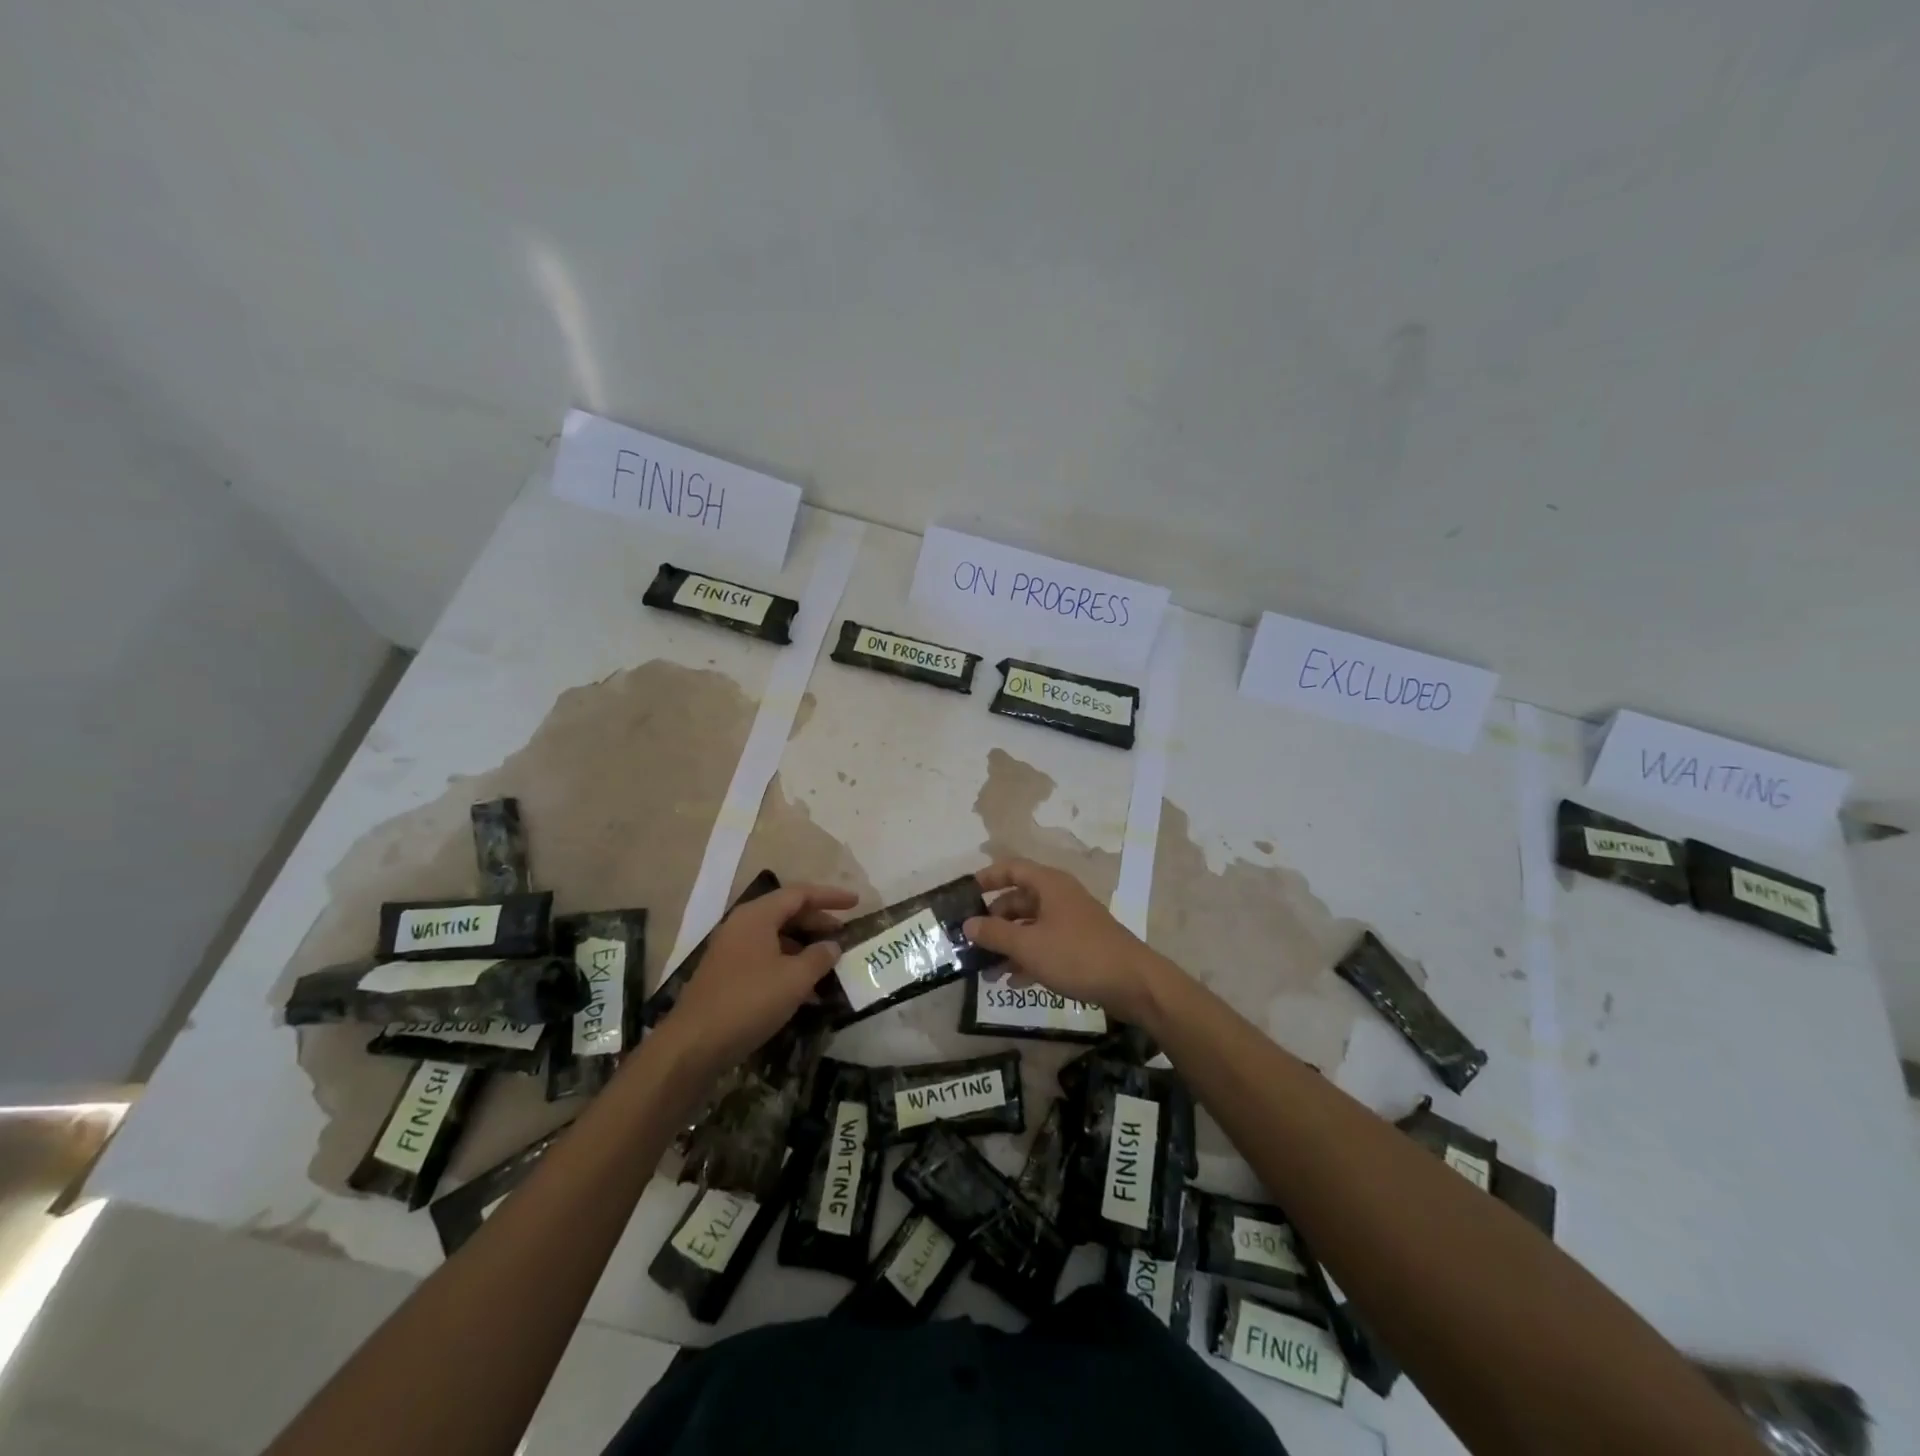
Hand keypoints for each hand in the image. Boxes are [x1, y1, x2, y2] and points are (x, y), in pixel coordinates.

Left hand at [655, 883, 855, 1076]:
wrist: (693, 1045)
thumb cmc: (749, 1001)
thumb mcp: (795, 979)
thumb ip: (819, 957)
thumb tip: (832, 946)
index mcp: (757, 916)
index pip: (800, 894)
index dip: (830, 896)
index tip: (856, 902)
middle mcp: (742, 926)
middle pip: (787, 913)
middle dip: (818, 922)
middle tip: (845, 935)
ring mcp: (731, 951)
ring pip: (776, 938)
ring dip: (805, 947)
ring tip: (830, 964)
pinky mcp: (727, 976)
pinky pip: (765, 958)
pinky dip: (788, 965)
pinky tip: (806, 989)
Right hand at [963, 859, 1169, 1025]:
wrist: (1134, 983)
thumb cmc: (1077, 955)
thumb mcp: (1029, 945)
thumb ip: (995, 933)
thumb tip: (968, 923)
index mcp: (1049, 885)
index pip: (1012, 868)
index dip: (987, 877)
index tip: (965, 893)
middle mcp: (1060, 897)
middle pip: (1019, 899)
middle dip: (994, 920)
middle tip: (971, 940)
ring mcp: (1072, 922)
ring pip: (1031, 926)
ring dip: (1008, 944)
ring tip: (985, 970)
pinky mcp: (1080, 946)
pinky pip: (1045, 946)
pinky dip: (1027, 959)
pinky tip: (1011, 981)